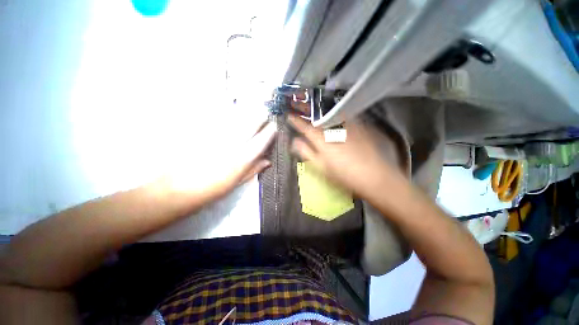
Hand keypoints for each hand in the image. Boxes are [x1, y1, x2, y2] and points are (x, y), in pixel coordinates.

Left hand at [166, 121, 276, 198]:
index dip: (270, 132)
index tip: (275, 126)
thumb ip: (253, 170)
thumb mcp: (236, 183)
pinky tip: (231, 111)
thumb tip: (267, 161)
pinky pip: (219, 118)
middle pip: (250, 125)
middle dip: (260, 116)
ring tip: (253, 108)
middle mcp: (232, 144)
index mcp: (242, 159)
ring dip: (247, 113)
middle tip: (265, 112)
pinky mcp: (203, 131)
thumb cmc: (211, 189)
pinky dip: (228, 113)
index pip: (261, 141)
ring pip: (236, 119)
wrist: (177, 187)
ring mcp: (217, 136)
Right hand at [288, 115, 391, 196]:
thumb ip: (307, 153)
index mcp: (322, 140)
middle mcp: (333, 129)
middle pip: (318, 120)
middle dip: (309, 117)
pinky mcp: (359, 127)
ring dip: (323, 116)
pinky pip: (344, 118)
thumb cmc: (343, 175)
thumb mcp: (321, 167)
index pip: (305, 127)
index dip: (296, 121)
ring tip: (319, 118)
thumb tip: (295, 142)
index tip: (290, 116)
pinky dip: (337, 118)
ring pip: (331, 117)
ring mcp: (347, 127)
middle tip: (304, 116)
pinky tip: (338, 122)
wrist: (373, 176)